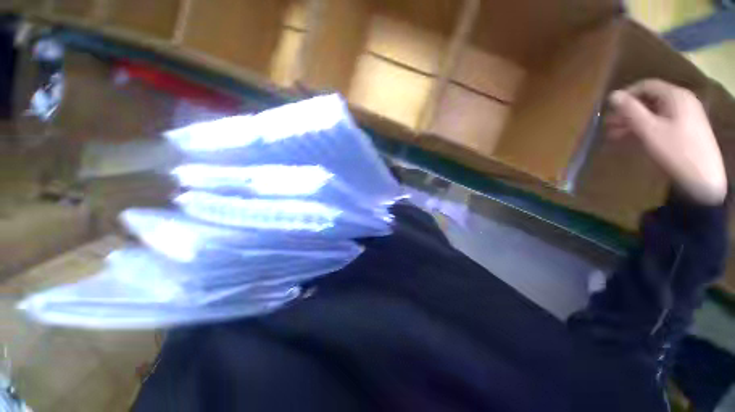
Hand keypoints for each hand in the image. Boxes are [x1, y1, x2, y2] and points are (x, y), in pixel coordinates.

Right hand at [606, 79, 727, 204]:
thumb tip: (612, 95)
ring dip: (632, 121)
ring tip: (614, 134)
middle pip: (649, 99)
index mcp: (675, 96)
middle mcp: (681, 101)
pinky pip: (660, 122)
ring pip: (653, 112)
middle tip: (608, 124)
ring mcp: (684, 115)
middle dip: (627, 111)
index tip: (609, 108)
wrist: (702, 178)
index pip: (646, 86)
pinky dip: (644, 128)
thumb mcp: (649, 130)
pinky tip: (631, 138)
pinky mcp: (684, 129)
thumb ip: (631, 111)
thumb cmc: (675, 150)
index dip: (626, 94)